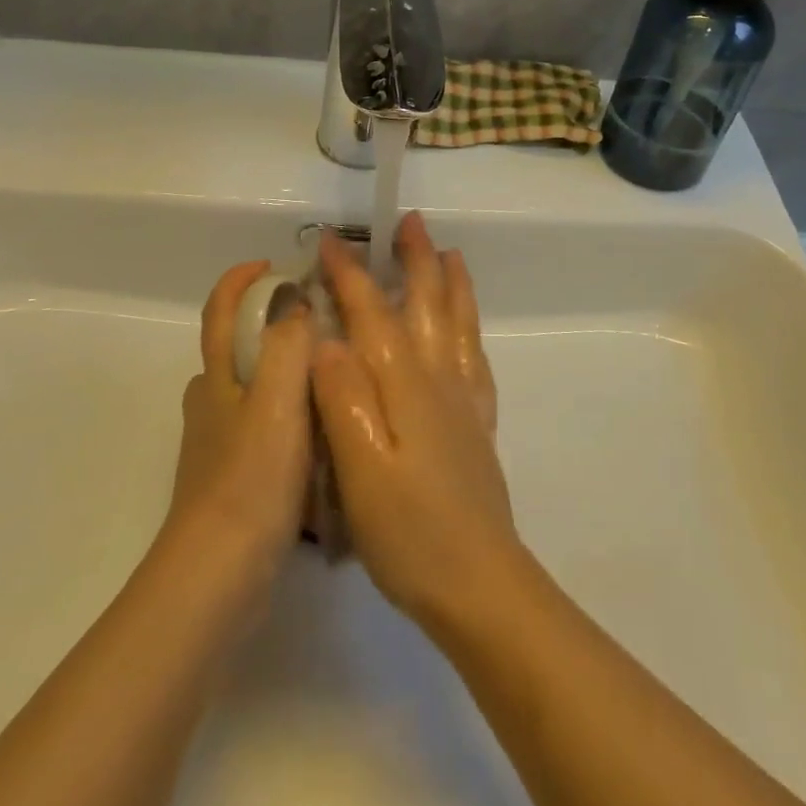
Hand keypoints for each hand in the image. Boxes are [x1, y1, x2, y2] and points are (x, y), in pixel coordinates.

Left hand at [162, 260, 315, 586]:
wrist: (220, 576)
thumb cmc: (251, 480)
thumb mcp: (277, 401)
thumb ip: (287, 345)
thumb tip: (297, 299)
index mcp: (217, 378)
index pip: (220, 311)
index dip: (241, 280)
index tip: (276, 265)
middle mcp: (212, 404)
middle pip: (237, 349)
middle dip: (272, 327)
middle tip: (325, 325)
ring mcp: (220, 445)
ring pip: (255, 392)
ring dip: (287, 375)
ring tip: (337, 378)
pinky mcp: (234, 480)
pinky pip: (266, 431)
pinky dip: (291, 419)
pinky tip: (326, 437)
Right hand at [311, 212, 520, 626]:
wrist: (479, 584)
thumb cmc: (409, 533)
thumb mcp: (359, 470)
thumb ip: (342, 400)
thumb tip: (326, 338)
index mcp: (404, 385)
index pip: (372, 314)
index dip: (350, 274)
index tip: (329, 241)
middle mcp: (438, 379)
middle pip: (427, 303)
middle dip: (415, 259)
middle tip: (408, 221)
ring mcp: (464, 400)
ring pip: (458, 322)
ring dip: (449, 282)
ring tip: (448, 253)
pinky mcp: (477, 424)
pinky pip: (476, 357)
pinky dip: (471, 328)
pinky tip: (466, 328)